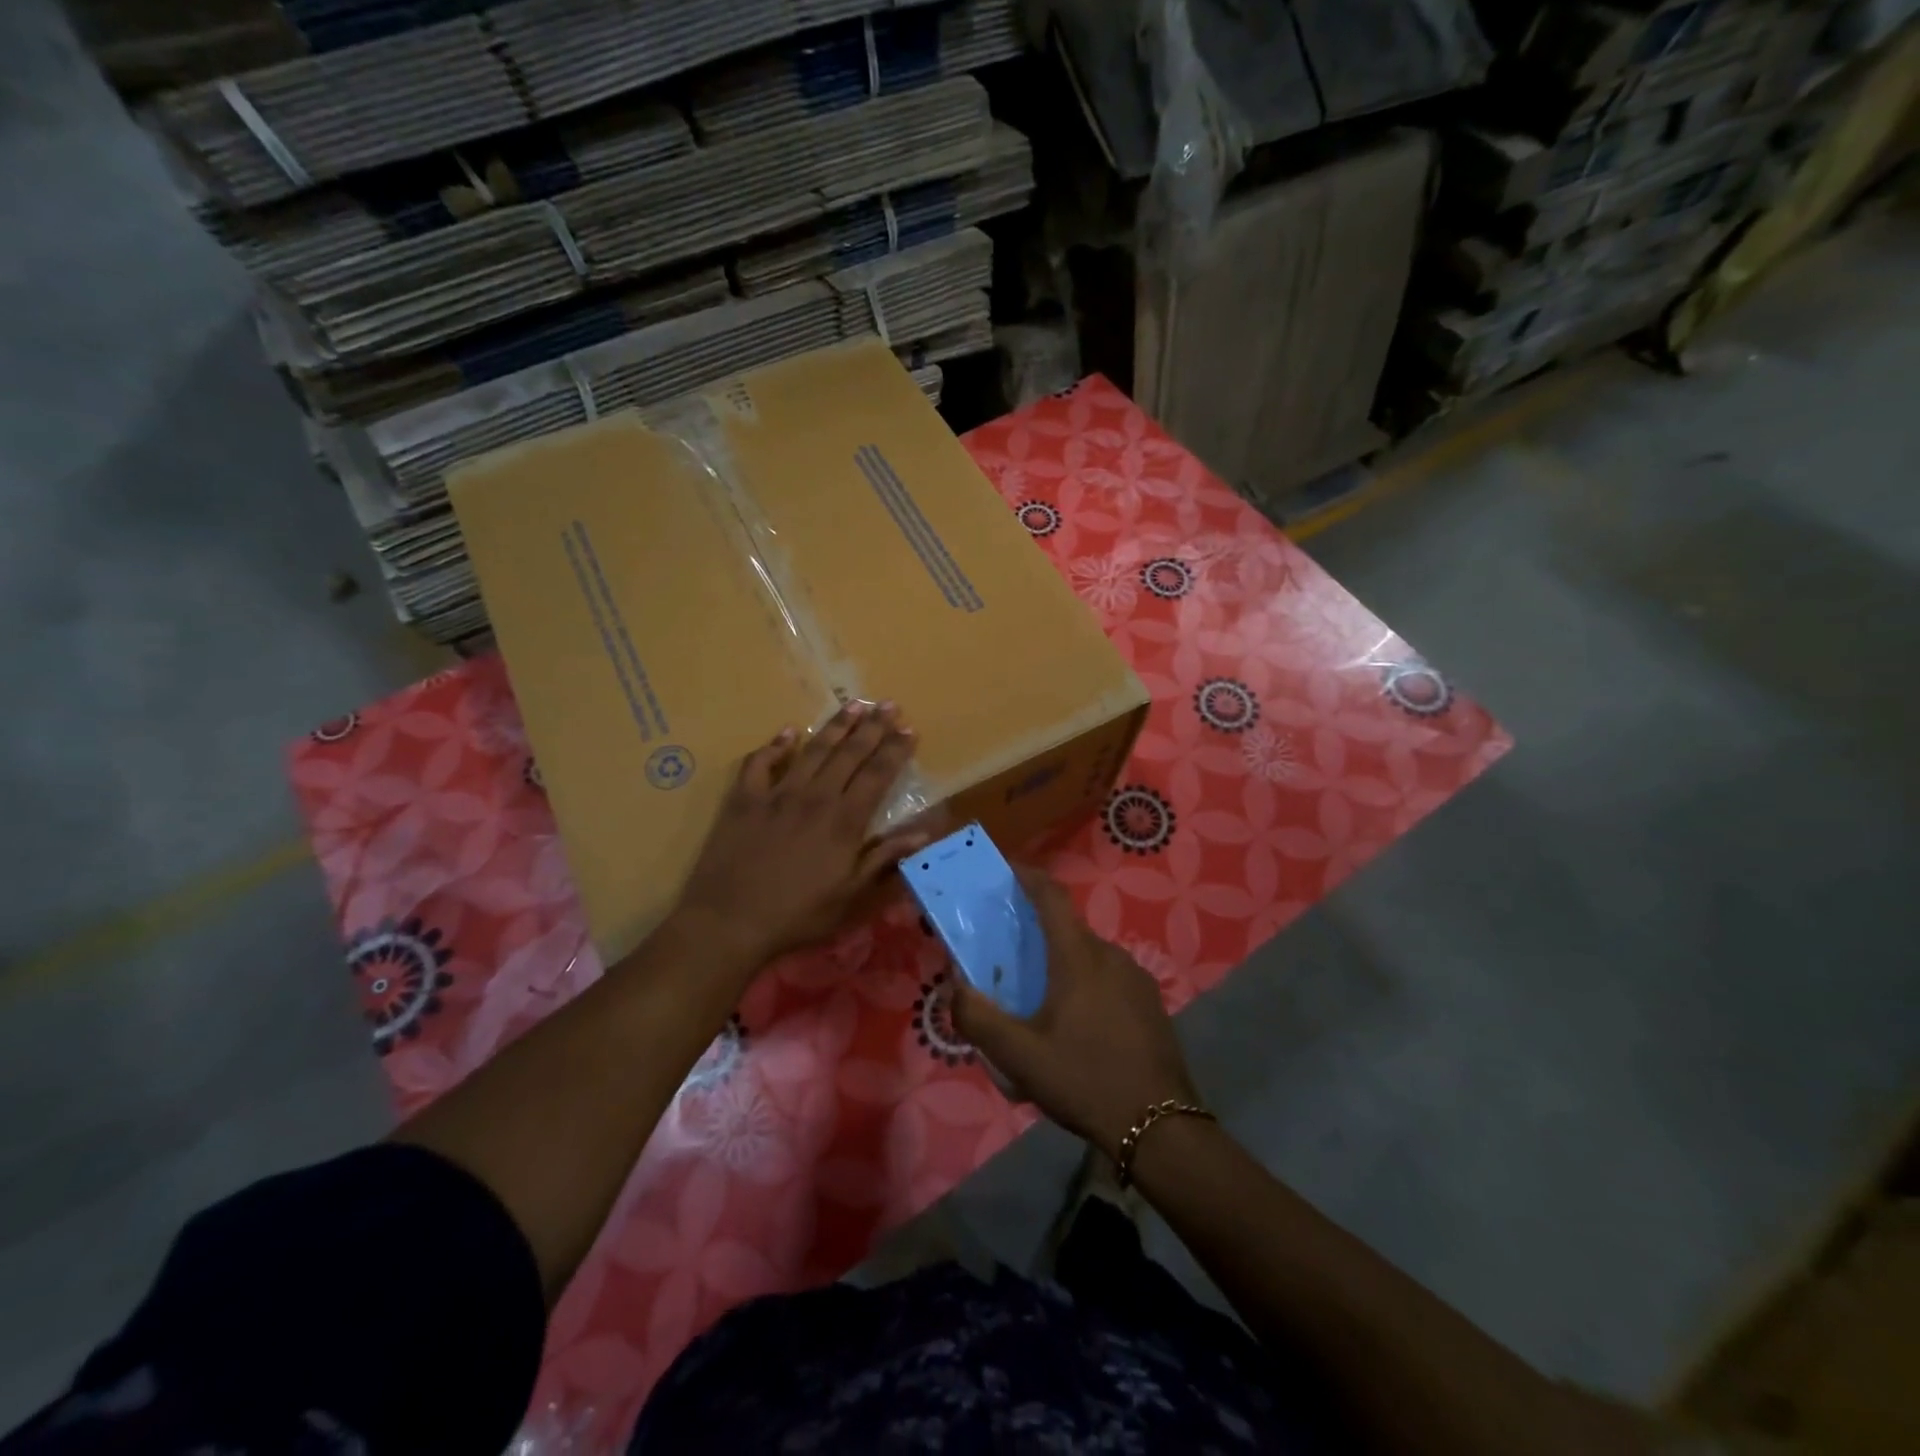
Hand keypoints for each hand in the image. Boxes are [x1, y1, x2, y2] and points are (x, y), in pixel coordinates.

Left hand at [675, 701, 931, 965]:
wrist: (729, 921)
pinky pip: (760, 763)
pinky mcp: (744, 799)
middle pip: (849, 754)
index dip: (895, 751)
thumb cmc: (797, 915)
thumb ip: (884, 858)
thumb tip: (923, 832)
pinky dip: (775, 746)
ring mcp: (777, 794)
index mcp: (844, 821)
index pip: (877, 775)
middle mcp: (815, 797)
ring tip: (853, 704)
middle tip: (889, 704)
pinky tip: (788, 732)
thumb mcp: (850, 896)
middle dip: (873, 727)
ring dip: (835, 726)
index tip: (910, 729)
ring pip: (813, 750)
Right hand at [950, 868, 1198, 1158]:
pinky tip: (1077, 1023)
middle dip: (1038, 931)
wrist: (1161, 1127)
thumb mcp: (1020, 1057)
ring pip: (1090, 956)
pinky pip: (1109, 978)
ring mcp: (1136, 979)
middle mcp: (1110, 955)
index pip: (1051, 897)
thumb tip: (956, 988)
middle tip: (1010, 954)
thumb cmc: (1085, 1080)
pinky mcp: (1150, 1003)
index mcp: (1078, 957)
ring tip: (1041, 997)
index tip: (1007, 869)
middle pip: (1068, 929)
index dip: (1028, 876)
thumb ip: (979, 1019)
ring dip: (1063, 962)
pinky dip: (1086, 982)